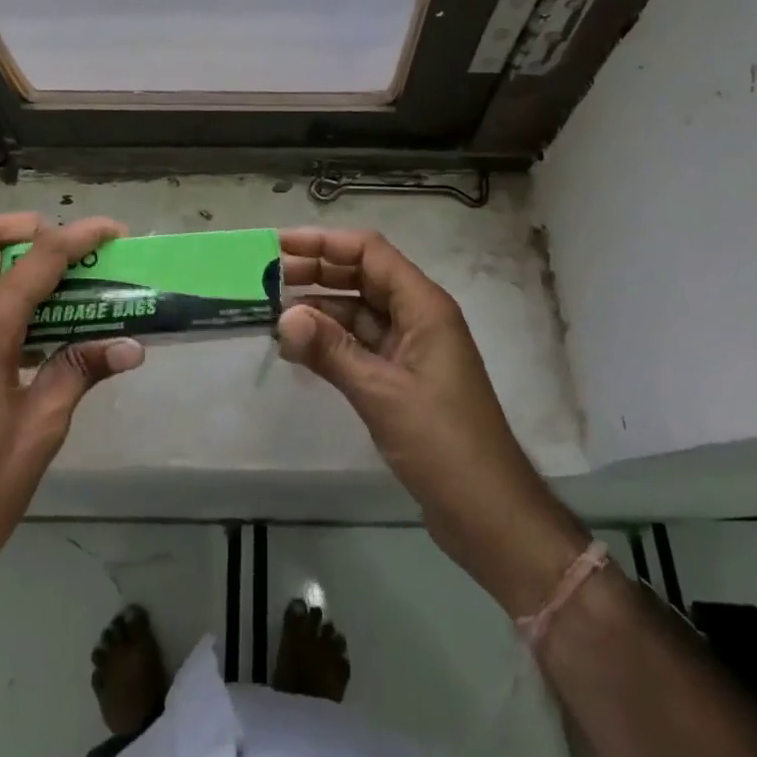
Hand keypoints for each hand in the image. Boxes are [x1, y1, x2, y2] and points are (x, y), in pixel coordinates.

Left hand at [0, 214, 144, 606]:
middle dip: (26, 227)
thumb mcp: (40, 430)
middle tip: (70, 248)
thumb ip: (80, 370)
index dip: (79, 235)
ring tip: (59, 284)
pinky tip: (30, 330)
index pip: (37, 259)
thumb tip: (131, 346)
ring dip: (10, 258)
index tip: (114, 231)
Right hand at [276, 228, 586, 615]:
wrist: (489, 514)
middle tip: (267, 277)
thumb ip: (331, 351)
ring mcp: (411, 348)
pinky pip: (360, 344)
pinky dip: (330, 341)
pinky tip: (298, 347)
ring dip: (319, 308)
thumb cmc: (443, 444)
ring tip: (272, 310)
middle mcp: (418, 317)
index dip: (324, 242)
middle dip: (317, 271)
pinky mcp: (402, 378)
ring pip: (358, 311)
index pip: (369, 253)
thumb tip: (283, 316)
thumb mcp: (382, 393)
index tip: (280, 244)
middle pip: (362, 276)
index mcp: (423, 306)